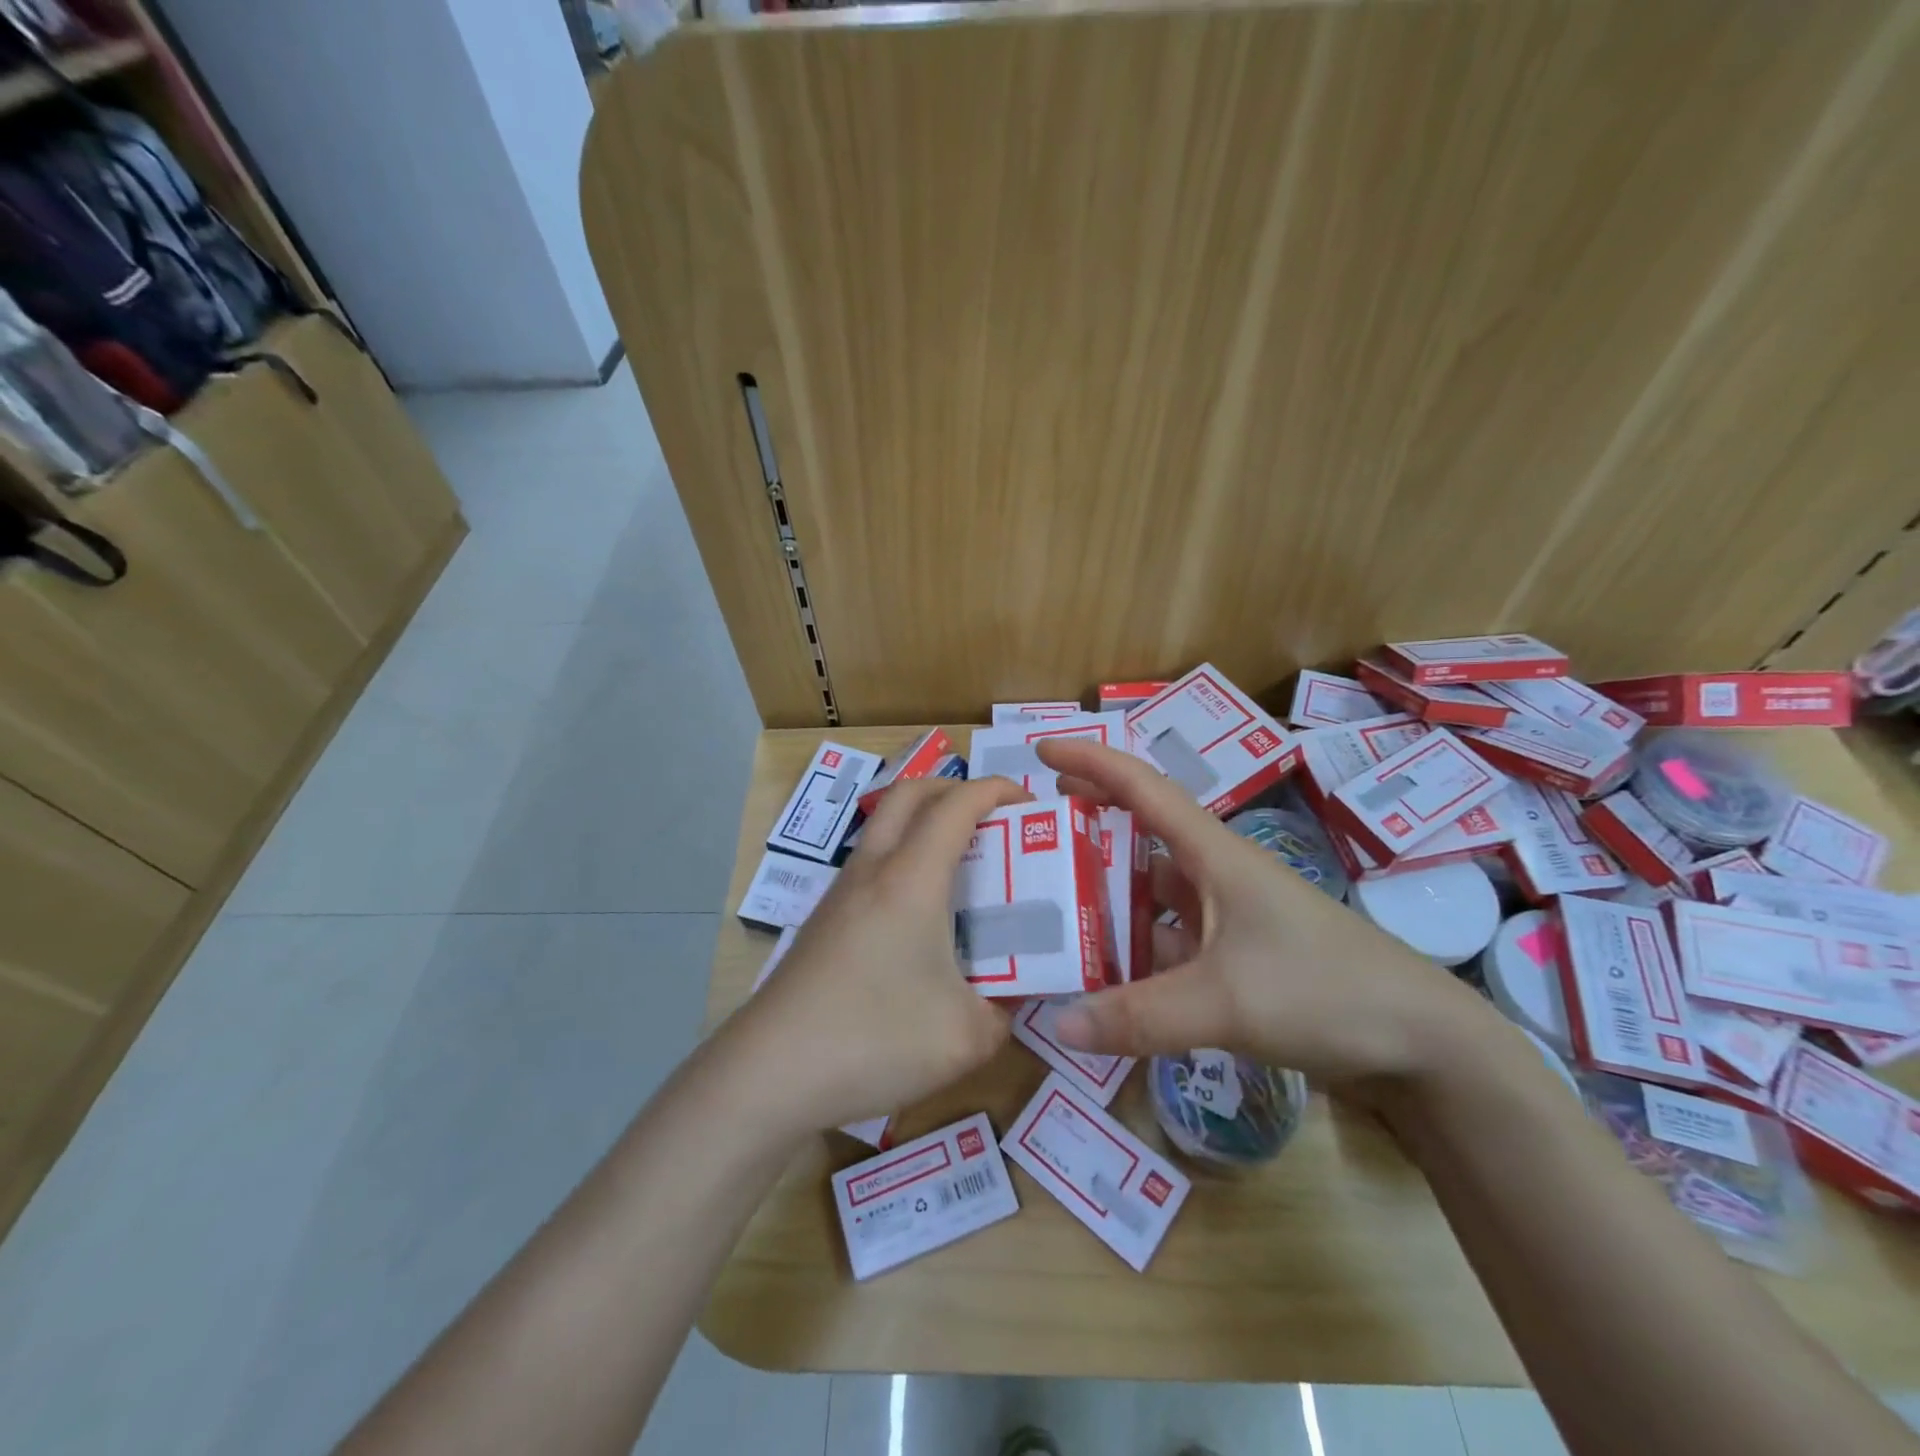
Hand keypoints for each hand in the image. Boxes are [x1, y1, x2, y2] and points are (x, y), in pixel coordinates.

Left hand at [725, 773, 1030, 1134]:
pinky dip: (904, 859)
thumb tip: (1009, 1001)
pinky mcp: (824, 921)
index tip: (1030, 802)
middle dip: (955, 788)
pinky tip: (920, 914)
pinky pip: (871, 864)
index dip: (996, 789)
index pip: (956, 805)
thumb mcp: (965, 1038)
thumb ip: (1002, 1013)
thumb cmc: (873, 1040)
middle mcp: (872, 871)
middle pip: (909, 793)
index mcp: (911, 879)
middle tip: (993, 817)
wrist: (770, 1073)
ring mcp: (840, 894)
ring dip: (924, 822)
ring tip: (963, 863)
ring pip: (884, 827)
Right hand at [1035, 739, 1496, 1089]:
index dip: (1092, 760)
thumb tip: (1057, 1024)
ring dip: (1108, 896)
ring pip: (1152, 893)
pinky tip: (1104, 974)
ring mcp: (1228, 917)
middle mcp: (1217, 874)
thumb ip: (1139, 1016)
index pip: (1143, 787)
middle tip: (1033, 834)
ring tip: (1051, 908)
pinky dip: (1135, 950)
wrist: (1423, 1044)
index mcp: (1214, 854)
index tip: (1041, 750)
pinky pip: (1169, 940)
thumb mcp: (1225, 1001)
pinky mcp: (1238, 957)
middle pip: (1141, 834)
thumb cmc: (1325, 991)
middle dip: (1089, 824)